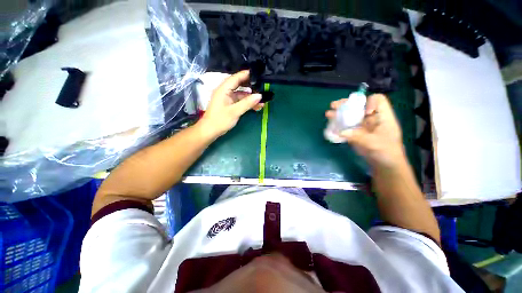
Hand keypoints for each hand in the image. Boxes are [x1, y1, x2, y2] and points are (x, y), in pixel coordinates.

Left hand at [198, 70, 263, 137]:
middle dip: (251, 87)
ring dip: (251, 97)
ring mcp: (228, 98)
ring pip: (241, 94)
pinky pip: (240, 101)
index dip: (247, 74)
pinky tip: (256, 107)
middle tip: (263, 87)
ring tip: (262, 101)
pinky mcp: (230, 105)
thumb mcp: (235, 111)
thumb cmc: (220, 120)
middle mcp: (225, 91)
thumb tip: (260, 95)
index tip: (258, 74)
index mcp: (224, 89)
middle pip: (240, 85)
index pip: (236, 78)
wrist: (210, 131)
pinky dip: (248, 103)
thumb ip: (247, 103)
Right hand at [325, 94, 405, 168]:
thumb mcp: (374, 144)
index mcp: (382, 117)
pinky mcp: (356, 133)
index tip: (359, 110)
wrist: (384, 165)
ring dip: (339, 114)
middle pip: (359, 106)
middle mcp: (372, 118)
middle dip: (346, 104)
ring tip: (328, 114)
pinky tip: (331, 125)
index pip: (378, 100)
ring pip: (351, 115)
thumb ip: (358, 137)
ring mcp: (363, 126)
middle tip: (334, 105)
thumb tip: (341, 132)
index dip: (368, 101)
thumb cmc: (386, 152)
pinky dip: (338, 124)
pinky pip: (346, 126)